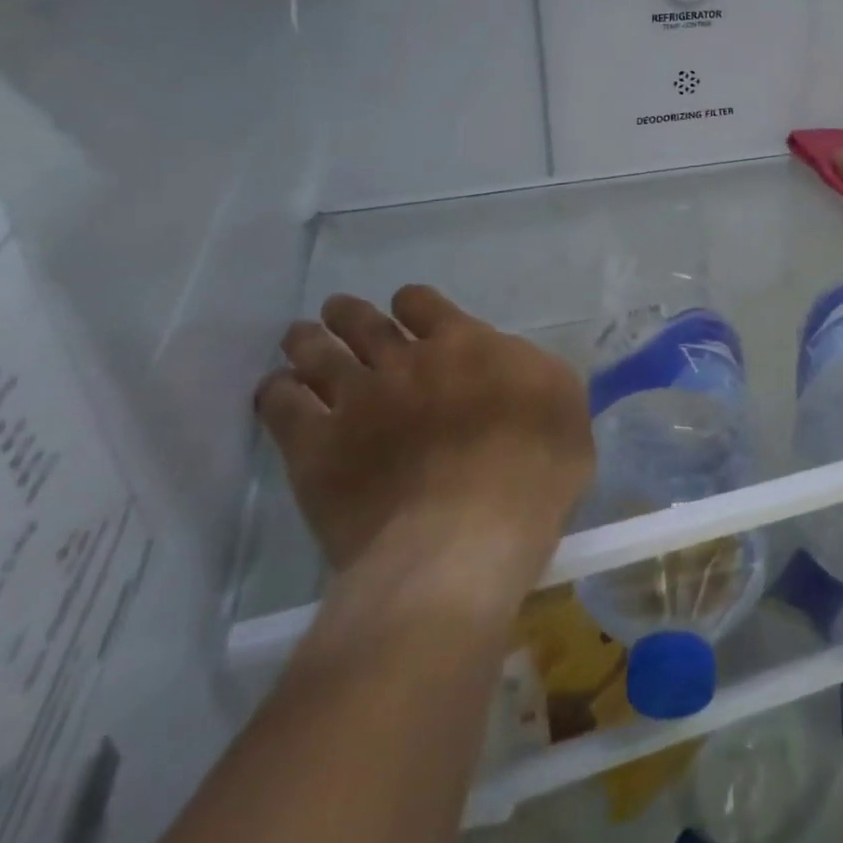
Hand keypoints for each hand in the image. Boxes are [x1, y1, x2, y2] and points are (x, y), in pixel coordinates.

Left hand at [254, 287, 592, 591]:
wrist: (465, 540)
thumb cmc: (533, 474)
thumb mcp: (565, 410)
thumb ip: (535, 374)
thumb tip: (509, 362)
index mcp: (464, 344)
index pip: (422, 302)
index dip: (412, 305)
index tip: (409, 315)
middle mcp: (404, 359)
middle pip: (361, 320)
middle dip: (348, 314)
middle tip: (339, 315)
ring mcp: (355, 400)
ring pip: (315, 351)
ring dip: (307, 341)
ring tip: (300, 339)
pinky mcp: (314, 447)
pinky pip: (281, 403)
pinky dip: (277, 391)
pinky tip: (278, 391)